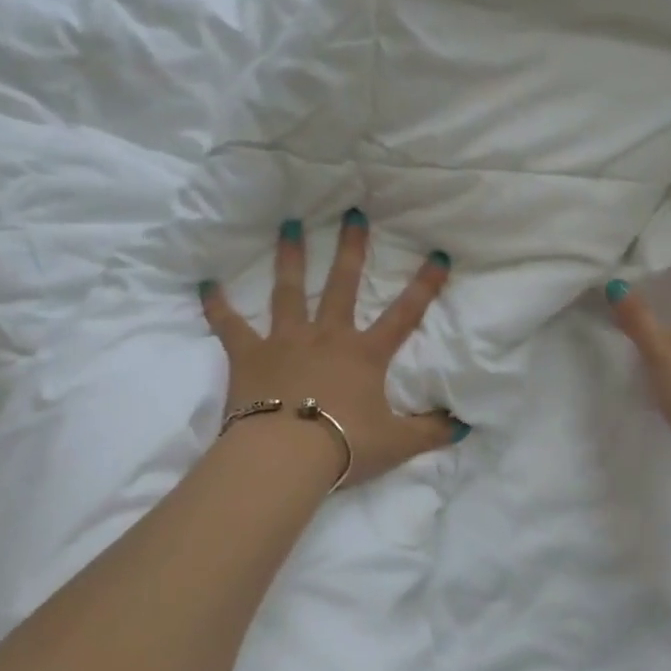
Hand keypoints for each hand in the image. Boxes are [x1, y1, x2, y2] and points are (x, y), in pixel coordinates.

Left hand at [199, 210, 467, 488]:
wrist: (284, 457)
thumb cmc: (344, 446)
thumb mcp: (398, 444)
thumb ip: (432, 431)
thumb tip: (464, 425)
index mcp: (364, 355)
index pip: (404, 314)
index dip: (424, 285)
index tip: (437, 254)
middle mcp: (327, 337)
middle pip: (342, 285)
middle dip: (351, 248)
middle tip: (353, 213)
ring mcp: (285, 341)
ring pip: (289, 291)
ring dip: (291, 257)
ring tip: (291, 225)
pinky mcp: (248, 355)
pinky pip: (229, 325)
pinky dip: (217, 305)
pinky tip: (205, 283)